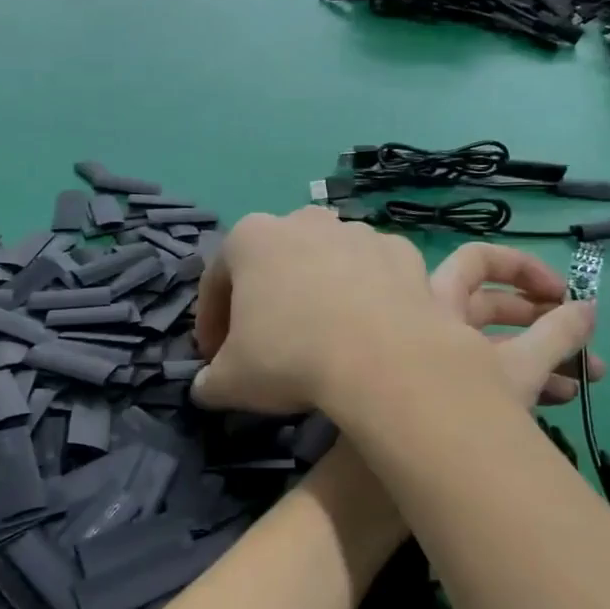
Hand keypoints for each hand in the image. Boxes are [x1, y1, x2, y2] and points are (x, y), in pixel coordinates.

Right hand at [191, 208, 478, 413]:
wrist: (386, 361)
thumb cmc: (291, 358)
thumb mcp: (231, 382)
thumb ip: (210, 381)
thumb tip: (207, 386)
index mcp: (250, 238)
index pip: (216, 280)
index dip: (211, 322)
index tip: (215, 357)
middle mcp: (303, 221)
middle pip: (274, 261)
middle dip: (267, 298)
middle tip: (267, 343)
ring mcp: (358, 232)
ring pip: (326, 262)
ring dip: (318, 292)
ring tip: (323, 337)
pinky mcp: (402, 252)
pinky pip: (373, 274)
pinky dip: (366, 295)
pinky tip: (366, 331)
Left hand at [429, 243, 599, 406]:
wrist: (424, 477)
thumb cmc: (468, 407)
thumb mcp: (522, 368)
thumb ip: (558, 334)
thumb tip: (588, 309)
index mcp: (436, 303)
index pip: (476, 260)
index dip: (522, 268)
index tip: (563, 294)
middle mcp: (426, 323)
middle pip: (488, 304)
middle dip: (541, 318)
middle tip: (581, 334)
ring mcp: (429, 358)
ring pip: (487, 341)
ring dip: (540, 353)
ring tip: (590, 376)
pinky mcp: (438, 390)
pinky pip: (476, 371)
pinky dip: (515, 377)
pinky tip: (562, 398)